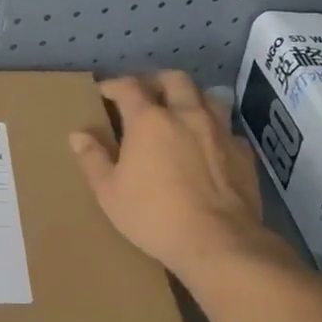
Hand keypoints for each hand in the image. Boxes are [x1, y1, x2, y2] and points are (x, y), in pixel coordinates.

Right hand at [70, 72, 288, 276]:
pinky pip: (228, 129)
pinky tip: (209, 145)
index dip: (114, 85)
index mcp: (149, 120)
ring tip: (180, 112)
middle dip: (156, 81)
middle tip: (144, 93)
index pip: (129, 86)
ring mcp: (219, 131)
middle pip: (174, 79)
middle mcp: (187, 114)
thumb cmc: (154, 215)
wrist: (218, 242)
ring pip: (207, 97)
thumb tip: (78, 135)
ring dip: (190, 98)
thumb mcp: (109, 193)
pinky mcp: (243, 153)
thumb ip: (93, 159)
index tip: (104, 92)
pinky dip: (214, 130)